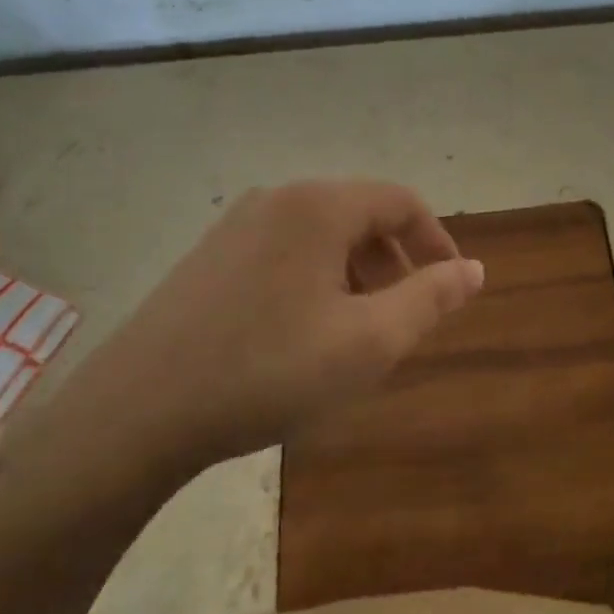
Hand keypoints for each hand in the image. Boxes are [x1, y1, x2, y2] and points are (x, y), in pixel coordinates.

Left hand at [47, 181, 483, 492]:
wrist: (138, 413)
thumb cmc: (270, 370)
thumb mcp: (370, 341)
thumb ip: (431, 298)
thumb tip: (475, 268)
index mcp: (319, 206)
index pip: (401, 202)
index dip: (437, 241)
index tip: (452, 287)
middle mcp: (277, 200)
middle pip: (360, 215)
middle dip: (394, 262)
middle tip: (405, 317)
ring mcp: (235, 226)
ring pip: (321, 237)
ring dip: (356, 274)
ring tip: (357, 331)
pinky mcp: (208, 258)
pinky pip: (284, 253)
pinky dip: (315, 281)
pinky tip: (303, 334)